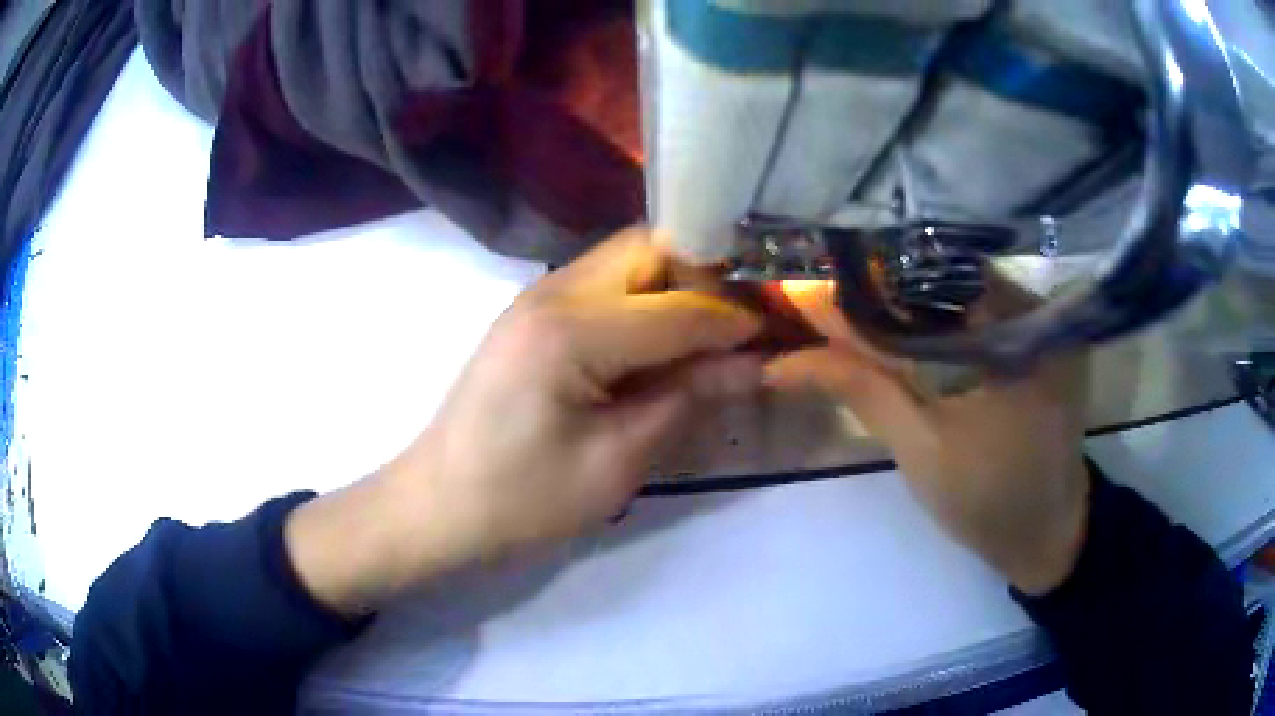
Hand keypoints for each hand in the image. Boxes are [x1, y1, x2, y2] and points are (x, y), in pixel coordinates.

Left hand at [287, 229, 763, 614]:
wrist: (438, 506)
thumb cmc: (521, 500)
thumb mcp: (614, 462)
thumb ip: (687, 400)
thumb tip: (753, 363)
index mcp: (569, 329)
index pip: (677, 305)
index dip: (734, 319)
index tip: (778, 334)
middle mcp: (552, 291)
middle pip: (649, 248)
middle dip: (707, 276)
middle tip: (746, 322)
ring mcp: (538, 297)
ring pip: (628, 261)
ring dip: (678, 285)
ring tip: (717, 331)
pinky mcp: (534, 316)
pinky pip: (605, 286)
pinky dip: (647, 302)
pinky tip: (668, 341)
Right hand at [767, 282, 1090, 594]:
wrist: (1044, 534)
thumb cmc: (987, 503)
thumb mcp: (919, 448)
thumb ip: (860, 387)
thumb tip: (783, 359)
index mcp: (1020, 333)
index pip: (935, 275)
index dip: (870, 275)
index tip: (812, 281)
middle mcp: (1039, 308)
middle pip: (948, 274)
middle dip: (884, 282)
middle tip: (820, 290)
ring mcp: (1045, 319)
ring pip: (962, 288)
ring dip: (907, 297)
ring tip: (847, 300)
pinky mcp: (1042, 336)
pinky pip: (979, 308)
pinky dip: (937, 314)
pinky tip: (898, 322)